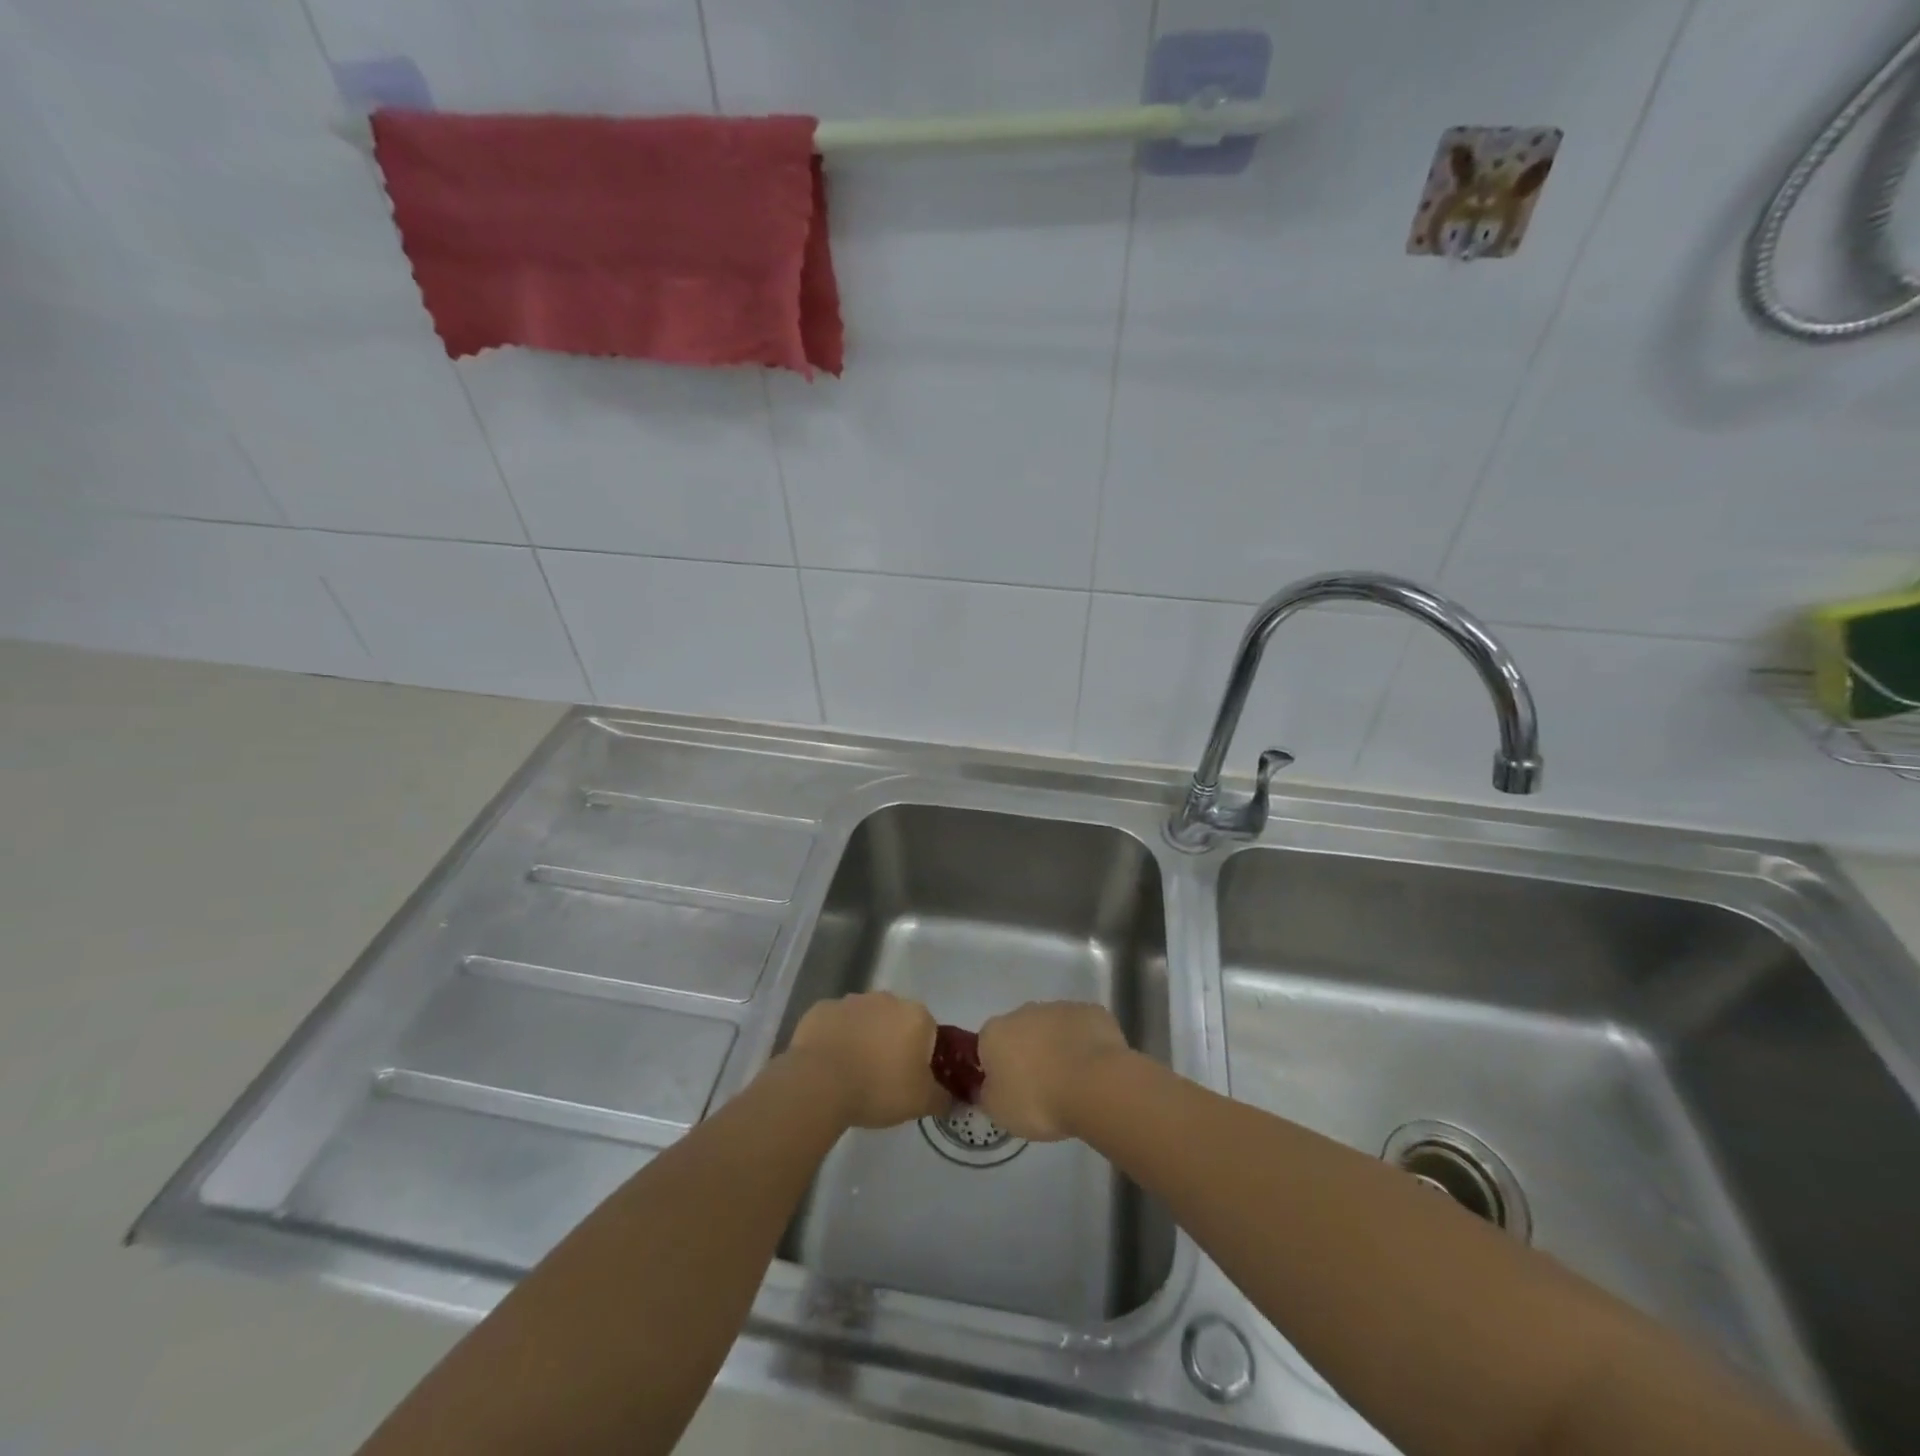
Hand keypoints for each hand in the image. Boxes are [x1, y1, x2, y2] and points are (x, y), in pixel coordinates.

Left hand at [787, 992, 944, 1128]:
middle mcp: (887, 999)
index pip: (929, 1032)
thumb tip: (953, 1099)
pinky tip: (829, 1065)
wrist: (820, 1083)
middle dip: (892, 1043)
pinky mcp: (822, 1009)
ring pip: (865, 1020)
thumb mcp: (921, 1102)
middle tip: (882, 1078)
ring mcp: (852, 1000)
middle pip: (896, 1021)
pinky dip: (835, 1038)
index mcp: (916, 1016)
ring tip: (852, 1073)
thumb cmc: (879, 1088)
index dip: (922, 1057)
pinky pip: (836, 1023)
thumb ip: (943, 1098)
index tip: (911, 1080)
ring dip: (863, 1038)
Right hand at [977, 1001, 1131, 1141]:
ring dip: (1058, 1048)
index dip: (998, 1069)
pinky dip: (1085, 1045)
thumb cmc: (1038, 1100)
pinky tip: (1094, 1070)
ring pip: (1053, 1028)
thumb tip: (988, 1086)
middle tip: (1042, 1088)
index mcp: (995, 1032)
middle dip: (1029, 1054)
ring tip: (1072, 1082)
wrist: (1094, 1085)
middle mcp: (1024, 1012)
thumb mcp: (999, 1111)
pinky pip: (1082, 1029)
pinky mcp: (1091, 1011)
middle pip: (1021, 1032)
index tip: (1011, 1091)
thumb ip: (987, 1095)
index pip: (987, 1047)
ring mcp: (1060, 1008)